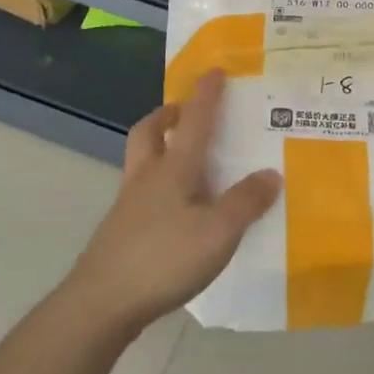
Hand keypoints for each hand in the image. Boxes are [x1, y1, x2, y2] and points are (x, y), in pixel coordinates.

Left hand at [67, 69, 280, 334]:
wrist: (102, 303)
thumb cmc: (164, 258)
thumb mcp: (218, 232)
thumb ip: (245, 202)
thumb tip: (271, 173)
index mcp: (173, 168)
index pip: (194, 121)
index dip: (206, 95)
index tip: (214, 71)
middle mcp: (147, 177)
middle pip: (149, 131)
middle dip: (167, 114)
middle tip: (186, 112)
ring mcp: (128, 204)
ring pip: (141, 160)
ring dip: (160, 146)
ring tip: (187, 158)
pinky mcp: (120, 231)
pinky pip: (141, 191)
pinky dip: (159, 184)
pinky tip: (177, 208)